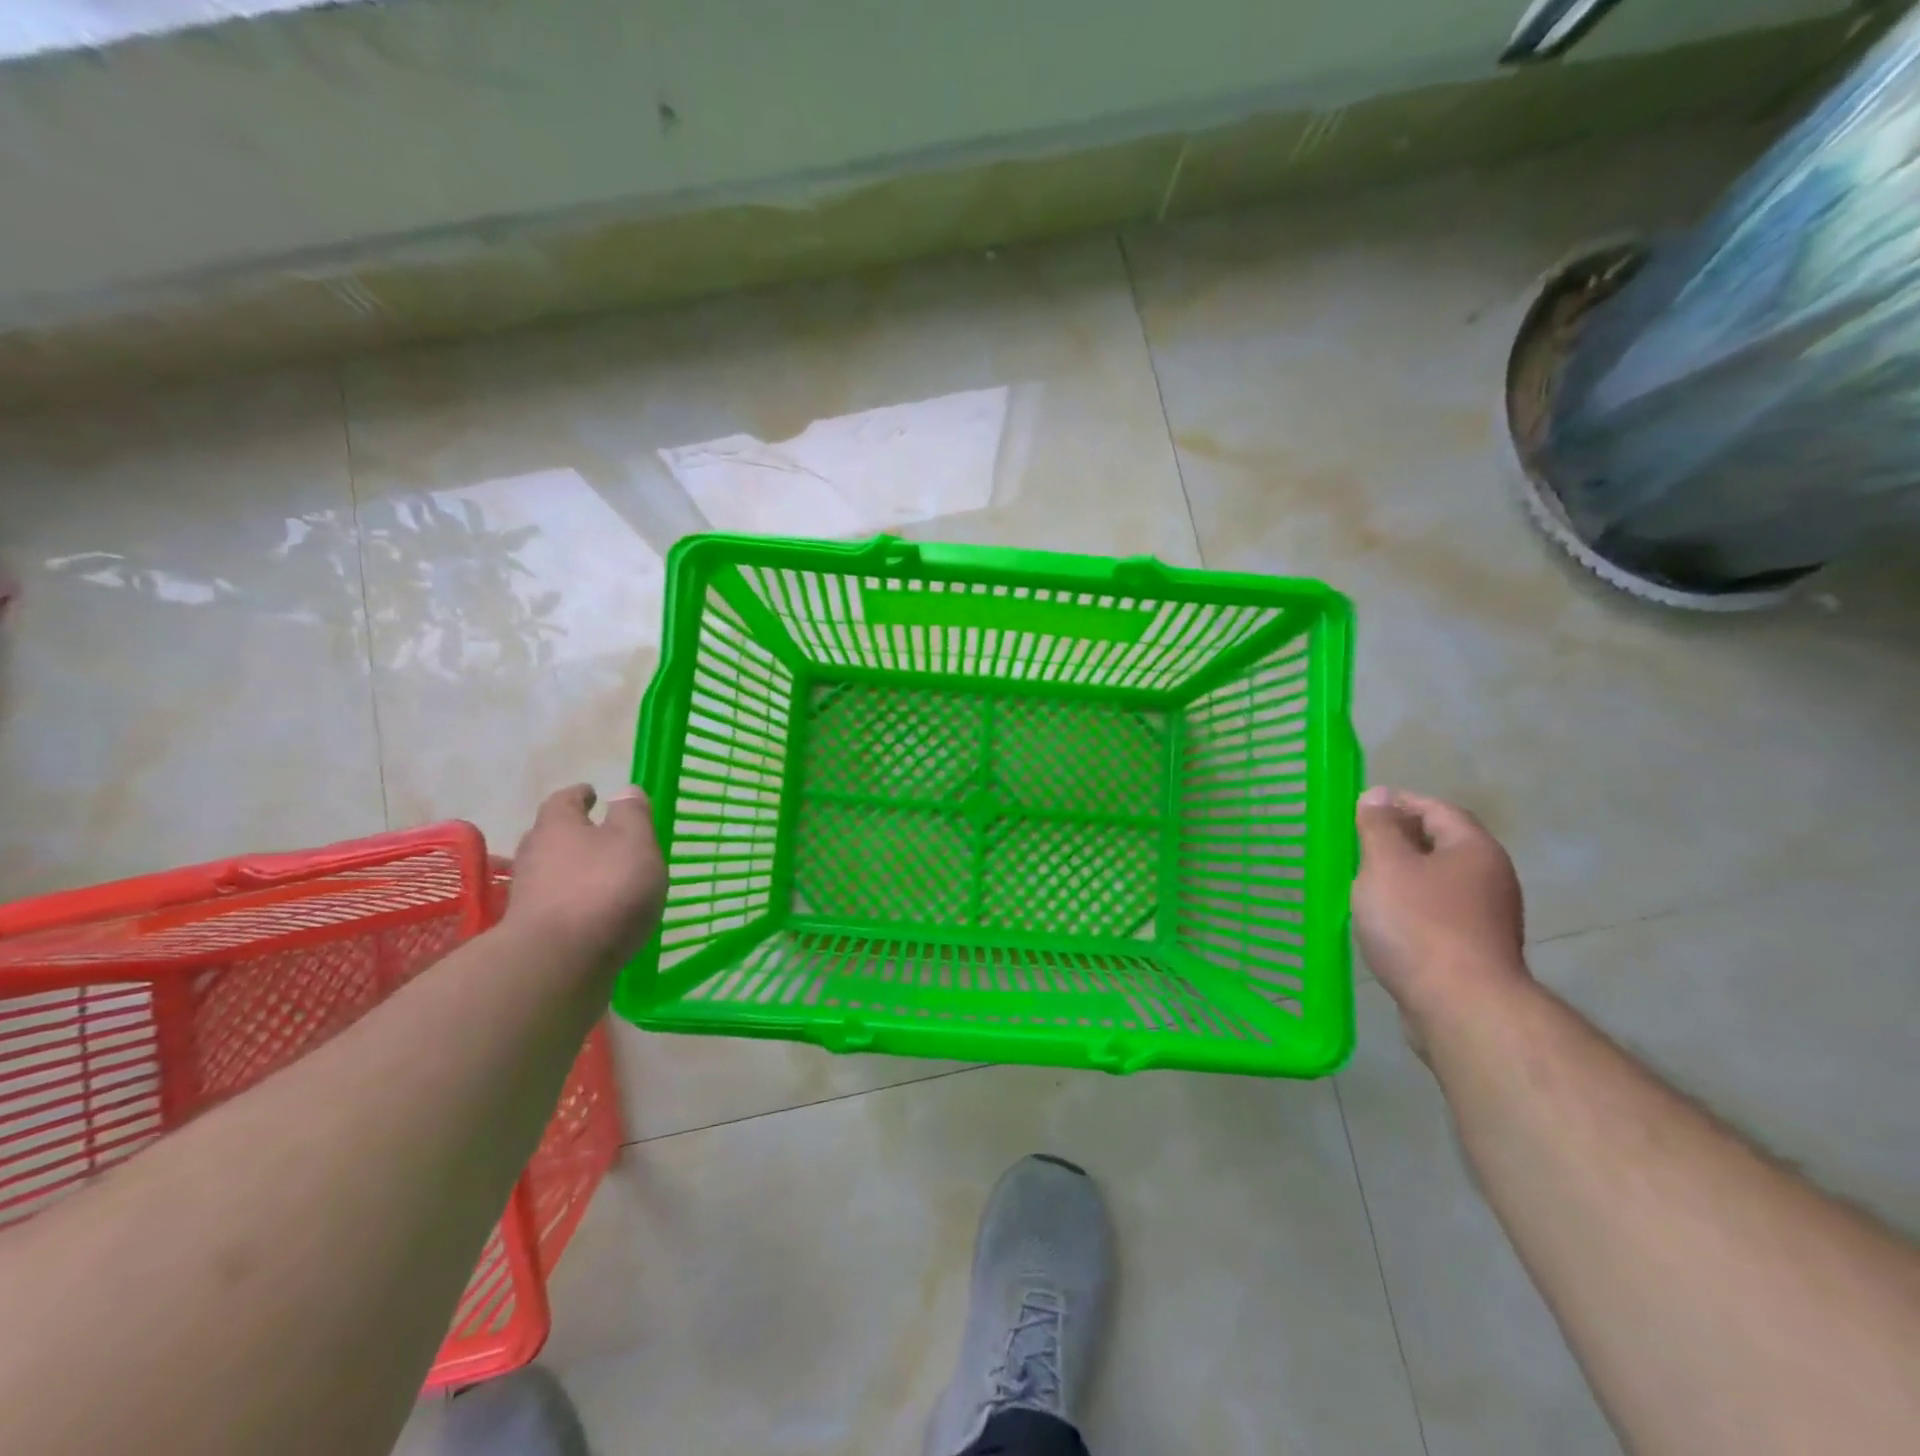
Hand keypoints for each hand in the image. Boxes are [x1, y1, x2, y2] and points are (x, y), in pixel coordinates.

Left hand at [504, 783, 667, 972]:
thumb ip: (632, 814)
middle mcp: (535, 855)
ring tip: (600, 877)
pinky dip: (571, 903)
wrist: (560, 962)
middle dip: (572, 833)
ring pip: (550, 872)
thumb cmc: (605, 888)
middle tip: (595, 834)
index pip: (564, 800)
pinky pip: (553, 906)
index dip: (580, 795)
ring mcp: (528, 896)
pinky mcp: (531, 933)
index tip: (592, 793)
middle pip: (550, 836)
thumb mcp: (634, 841)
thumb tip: (624, 790)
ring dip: (570, 870)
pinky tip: (592, 913)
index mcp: (558, 826)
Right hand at [1353, 787, 1530, 1049]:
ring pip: (1437, 883)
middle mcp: (1490, 879)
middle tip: (1356, 843)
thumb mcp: (1386, 865)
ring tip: (1362, 882)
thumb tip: (1378, 795)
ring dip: (1402, 877)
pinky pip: (1437, 915)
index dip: (1400, 802)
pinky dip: (1409, 909)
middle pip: (1441, 845)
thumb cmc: (1419, 924)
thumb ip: (1379, 827)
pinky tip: (1381, 922)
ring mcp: (1486, 919)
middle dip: (1399, 839)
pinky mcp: (1474, 952)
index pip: (1438, 809)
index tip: (1361, 807)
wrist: (1461, 1007)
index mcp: (1474, 850)